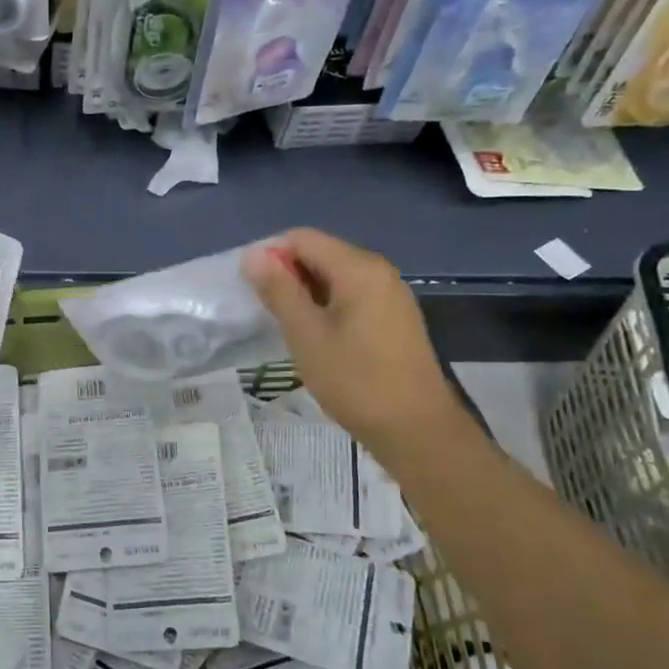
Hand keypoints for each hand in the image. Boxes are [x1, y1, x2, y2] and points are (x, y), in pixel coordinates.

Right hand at [242, 229, 465, 453]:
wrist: (417, 430)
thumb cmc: (355, 380)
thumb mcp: (306, 334)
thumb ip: (278, 290)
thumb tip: (252, 254)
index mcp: (358, 268)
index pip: (302, 238)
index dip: (270, 256)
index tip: (252, 290)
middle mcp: (378, 270)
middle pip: (320, 253)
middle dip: (288, 275)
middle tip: (267, 312)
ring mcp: (390, 293)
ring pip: (334, 276)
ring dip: (305, 292)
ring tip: (289, 327)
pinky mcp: (394, 316)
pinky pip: (351, 295)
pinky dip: (327, 305)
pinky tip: (317, 336)